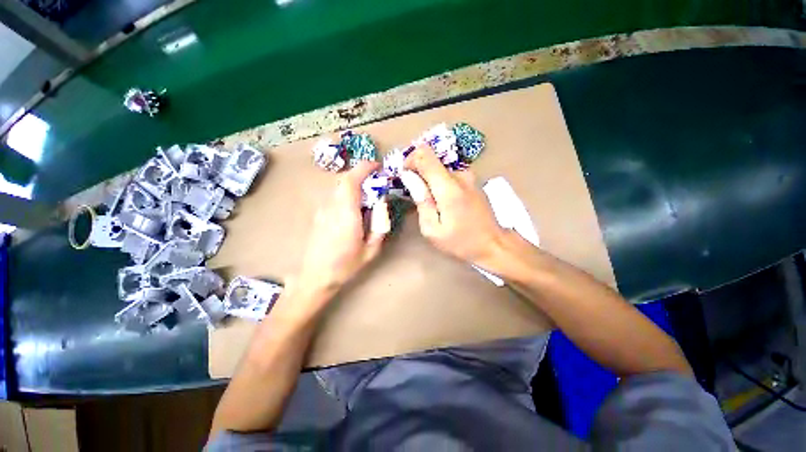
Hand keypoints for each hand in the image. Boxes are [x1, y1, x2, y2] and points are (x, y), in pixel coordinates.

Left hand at [296, 161, 390, 296]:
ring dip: (353, 185)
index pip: (350, 181)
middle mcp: (331, 208)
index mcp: (346, 215)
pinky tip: (353, 209)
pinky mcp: (318, 215)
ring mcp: (322, 210)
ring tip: (367, 196)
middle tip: (376, 182)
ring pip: (338, 188)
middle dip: (361, 175)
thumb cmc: (345, 266)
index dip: (363, 168)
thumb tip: (382, 205)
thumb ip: (380, 226)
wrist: (315, 277)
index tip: (377, 166)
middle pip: (343, 180)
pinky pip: (334, 197)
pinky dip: (346, 194)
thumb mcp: (371, 251)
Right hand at [401, 145, 503, 265]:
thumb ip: (421, 201)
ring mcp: (469, 177)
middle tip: (416, 196)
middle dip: (419, 174)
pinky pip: (449, 175)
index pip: (424, 155)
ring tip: (431, 203)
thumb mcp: (432, 229)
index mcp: (448, 187)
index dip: (410, 160)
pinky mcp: (472, 181)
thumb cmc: (461, 241)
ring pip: (440, 169)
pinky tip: (444, 203)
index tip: (405, 176)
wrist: (493, 244)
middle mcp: (460, 175)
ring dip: (430, 180)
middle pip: (431, 160)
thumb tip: (410, 178)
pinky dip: (440, 183)